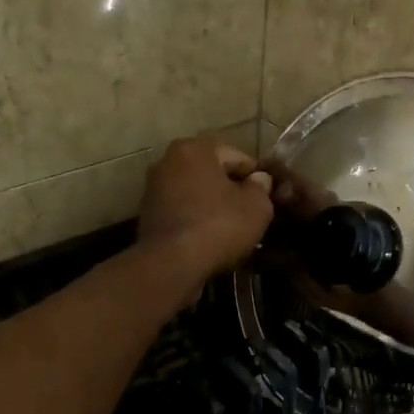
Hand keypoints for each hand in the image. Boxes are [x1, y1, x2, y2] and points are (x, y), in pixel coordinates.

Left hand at [137, 136, 274, 296]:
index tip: (266, 197)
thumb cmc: (219, 225)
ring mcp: (153, 188)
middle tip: (250, 213)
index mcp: (195, 149)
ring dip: (212, 206)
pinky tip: (209, 239)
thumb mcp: (256, 206)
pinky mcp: (146, 215)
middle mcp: (168, 160)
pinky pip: (182, 212)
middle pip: (212, 173)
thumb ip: (261, 187)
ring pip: (195, 193)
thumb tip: (259, 179)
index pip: (237, 157)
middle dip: (231, 190)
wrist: (172, 264)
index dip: (256, 177)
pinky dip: (195, 220)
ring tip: (231, 229)